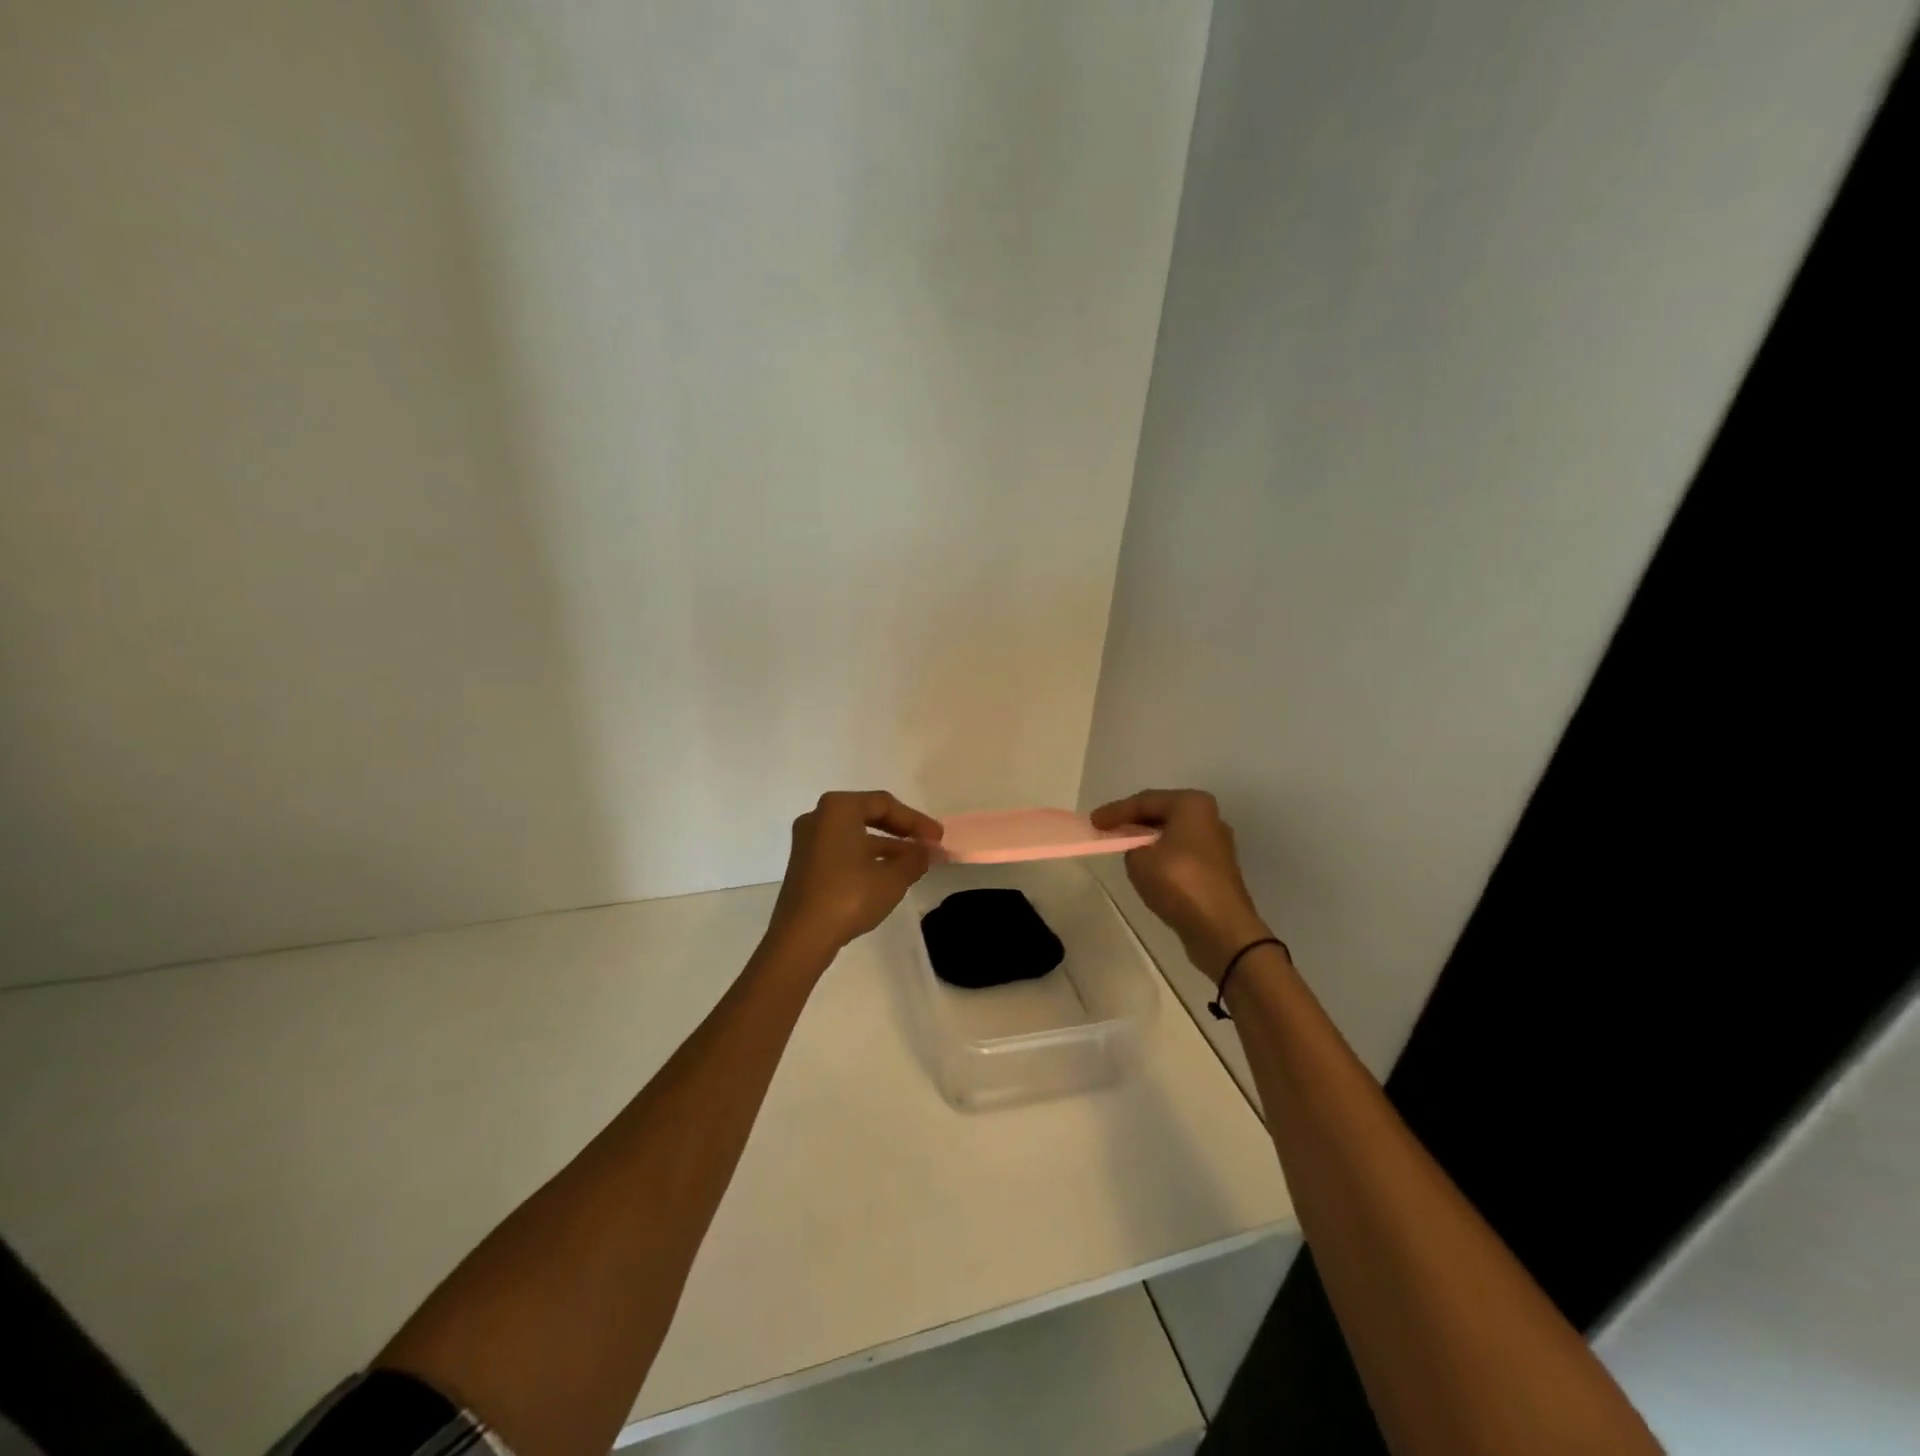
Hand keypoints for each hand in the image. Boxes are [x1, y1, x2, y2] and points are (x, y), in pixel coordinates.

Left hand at [766, 791, 942, 961]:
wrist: (801, 936)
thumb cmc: (850, 895)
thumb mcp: (893, 877)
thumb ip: (915, 858)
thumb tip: (926, 851)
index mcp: (838, 808)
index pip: (884, 804)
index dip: (916, 820)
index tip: (937, 838)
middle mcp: (818, 817)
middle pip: (868, 815)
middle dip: (902, 832)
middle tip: (928, 846)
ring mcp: (808, 842)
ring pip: (855, 836)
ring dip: (886, 848)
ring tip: (914, 865)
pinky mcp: (804, 865)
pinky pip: (842, 851)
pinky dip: (866, 858)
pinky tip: (887, 877)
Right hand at [1090, 789, 1273, 983]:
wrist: (1221, 928)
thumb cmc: (1179, 882)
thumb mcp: (1139, 859)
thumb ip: (1131, 845)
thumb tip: (1139, 848)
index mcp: (1192, 805)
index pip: (1144, 801)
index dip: (1115, 811)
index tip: (1093, 821)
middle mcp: (1209, 818)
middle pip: (1161, 814)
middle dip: (1133, 822)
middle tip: (1106, 829)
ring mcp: (1216, 845)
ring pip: (1172, 834)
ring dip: (1148, 839)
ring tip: (1122, 845)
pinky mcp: (1217, 870)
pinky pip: (1181, 853)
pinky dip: (1161, 855)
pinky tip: (1146, 864)